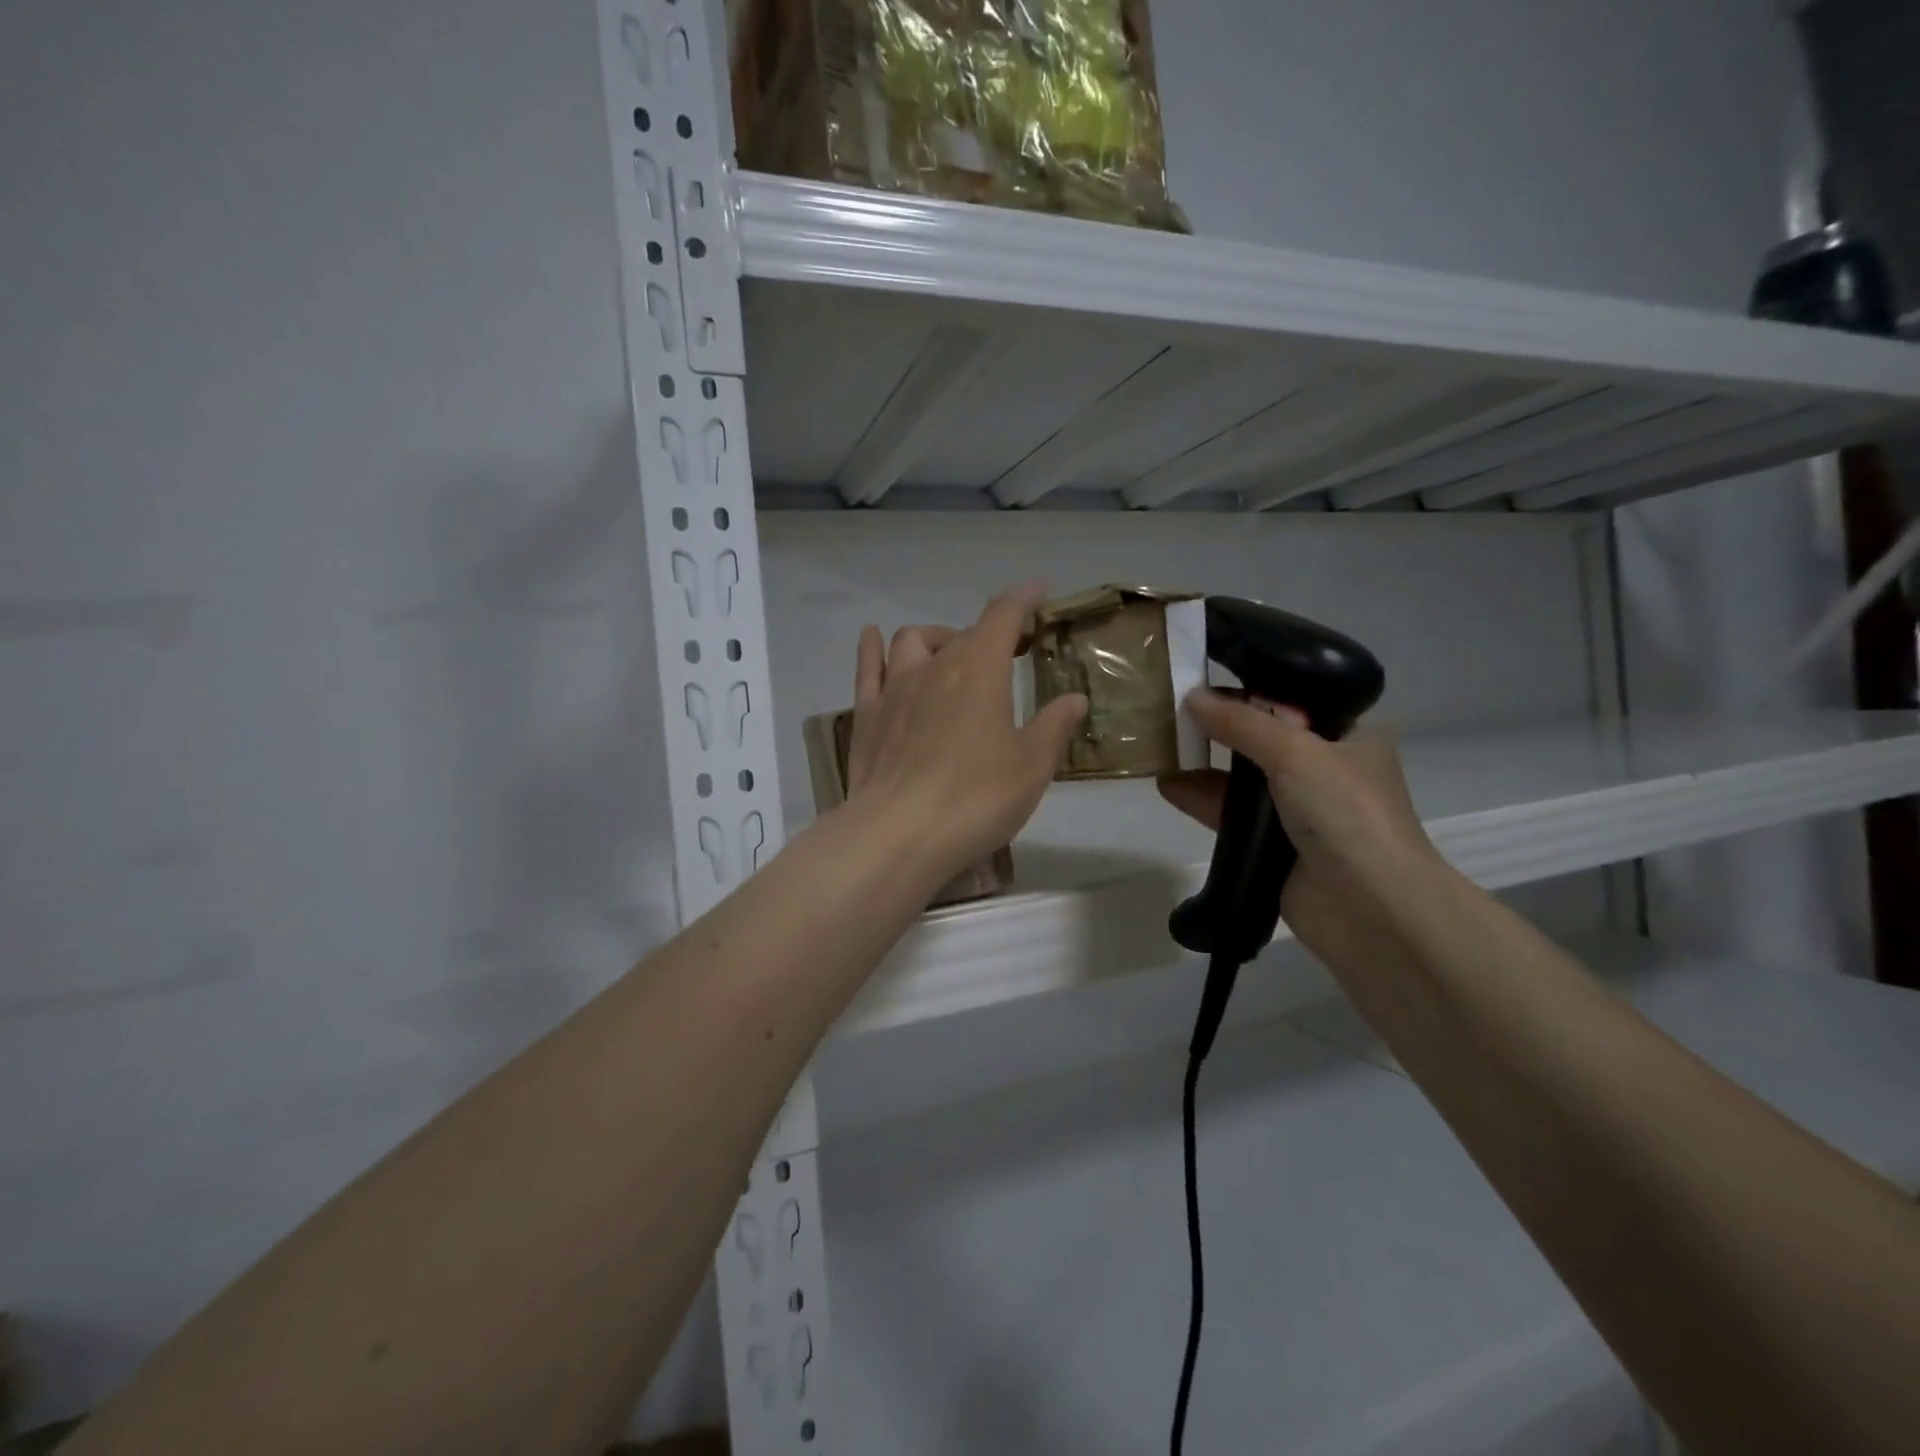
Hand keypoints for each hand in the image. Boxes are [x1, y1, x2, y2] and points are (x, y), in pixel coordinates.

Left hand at [845, 586, 1087, 890]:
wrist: (899, 834)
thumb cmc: (976, 797)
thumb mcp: (1031, 766)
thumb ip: (1054, 726)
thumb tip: (1074, 698)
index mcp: (980, 670)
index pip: (1003, 615)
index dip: (1022, 598)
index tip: (1038, 590)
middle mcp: (935, 667)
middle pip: (963, 633)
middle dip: (990, 633)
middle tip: (1009, 652)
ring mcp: (894, 689)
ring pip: (912, 641)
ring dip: (937, 639)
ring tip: (950, 655)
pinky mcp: (866, 716)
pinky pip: (868, 668)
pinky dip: (875, 649)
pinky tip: (874, 639)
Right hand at [1157, 690, 1440, 960]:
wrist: (1369, 908)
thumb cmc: (1346, 812)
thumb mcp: (1296, 752)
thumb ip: (1242, 723)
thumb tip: (1192, 696)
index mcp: (1349, 738)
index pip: (1296, 703)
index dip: (1252, 691)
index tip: (1207, 679)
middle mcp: (1325, 771)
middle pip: (1264, 740)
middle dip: (1221, 727)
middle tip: (1174, 709)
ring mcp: (1299, 813)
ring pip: (1243, 780)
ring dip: (1205, 765)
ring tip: (1161, 744)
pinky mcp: (1273, 848)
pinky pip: (1230, 816)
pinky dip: (1200, 800)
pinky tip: (1167, 785)